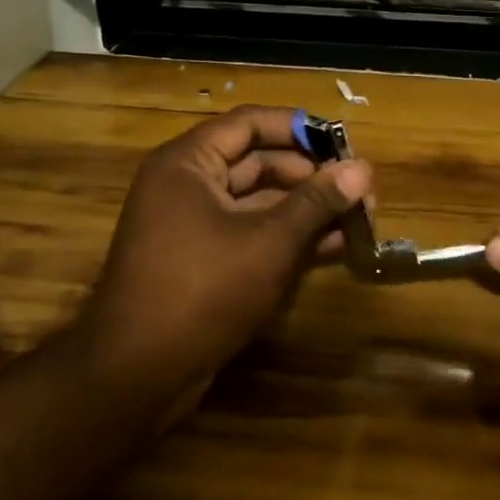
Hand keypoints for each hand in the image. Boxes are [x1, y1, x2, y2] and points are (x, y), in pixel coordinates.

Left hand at [82, 106, 370, 390]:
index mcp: (188, 162)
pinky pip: (251, 234)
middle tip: (361, 191)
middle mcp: (187, 185)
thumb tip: (363, 169)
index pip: (250, 123)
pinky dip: (289, 238)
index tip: (345, 143)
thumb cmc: (202, 291)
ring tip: (360, 220)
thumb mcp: (268, 242)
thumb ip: (316, 202)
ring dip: (307, 210)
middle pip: (259, 162)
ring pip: (260, 203)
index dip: (300, 129)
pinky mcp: (203, 261)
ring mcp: (193, 225)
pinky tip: (334, 248)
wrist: (136, 375)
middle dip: (312, 176)